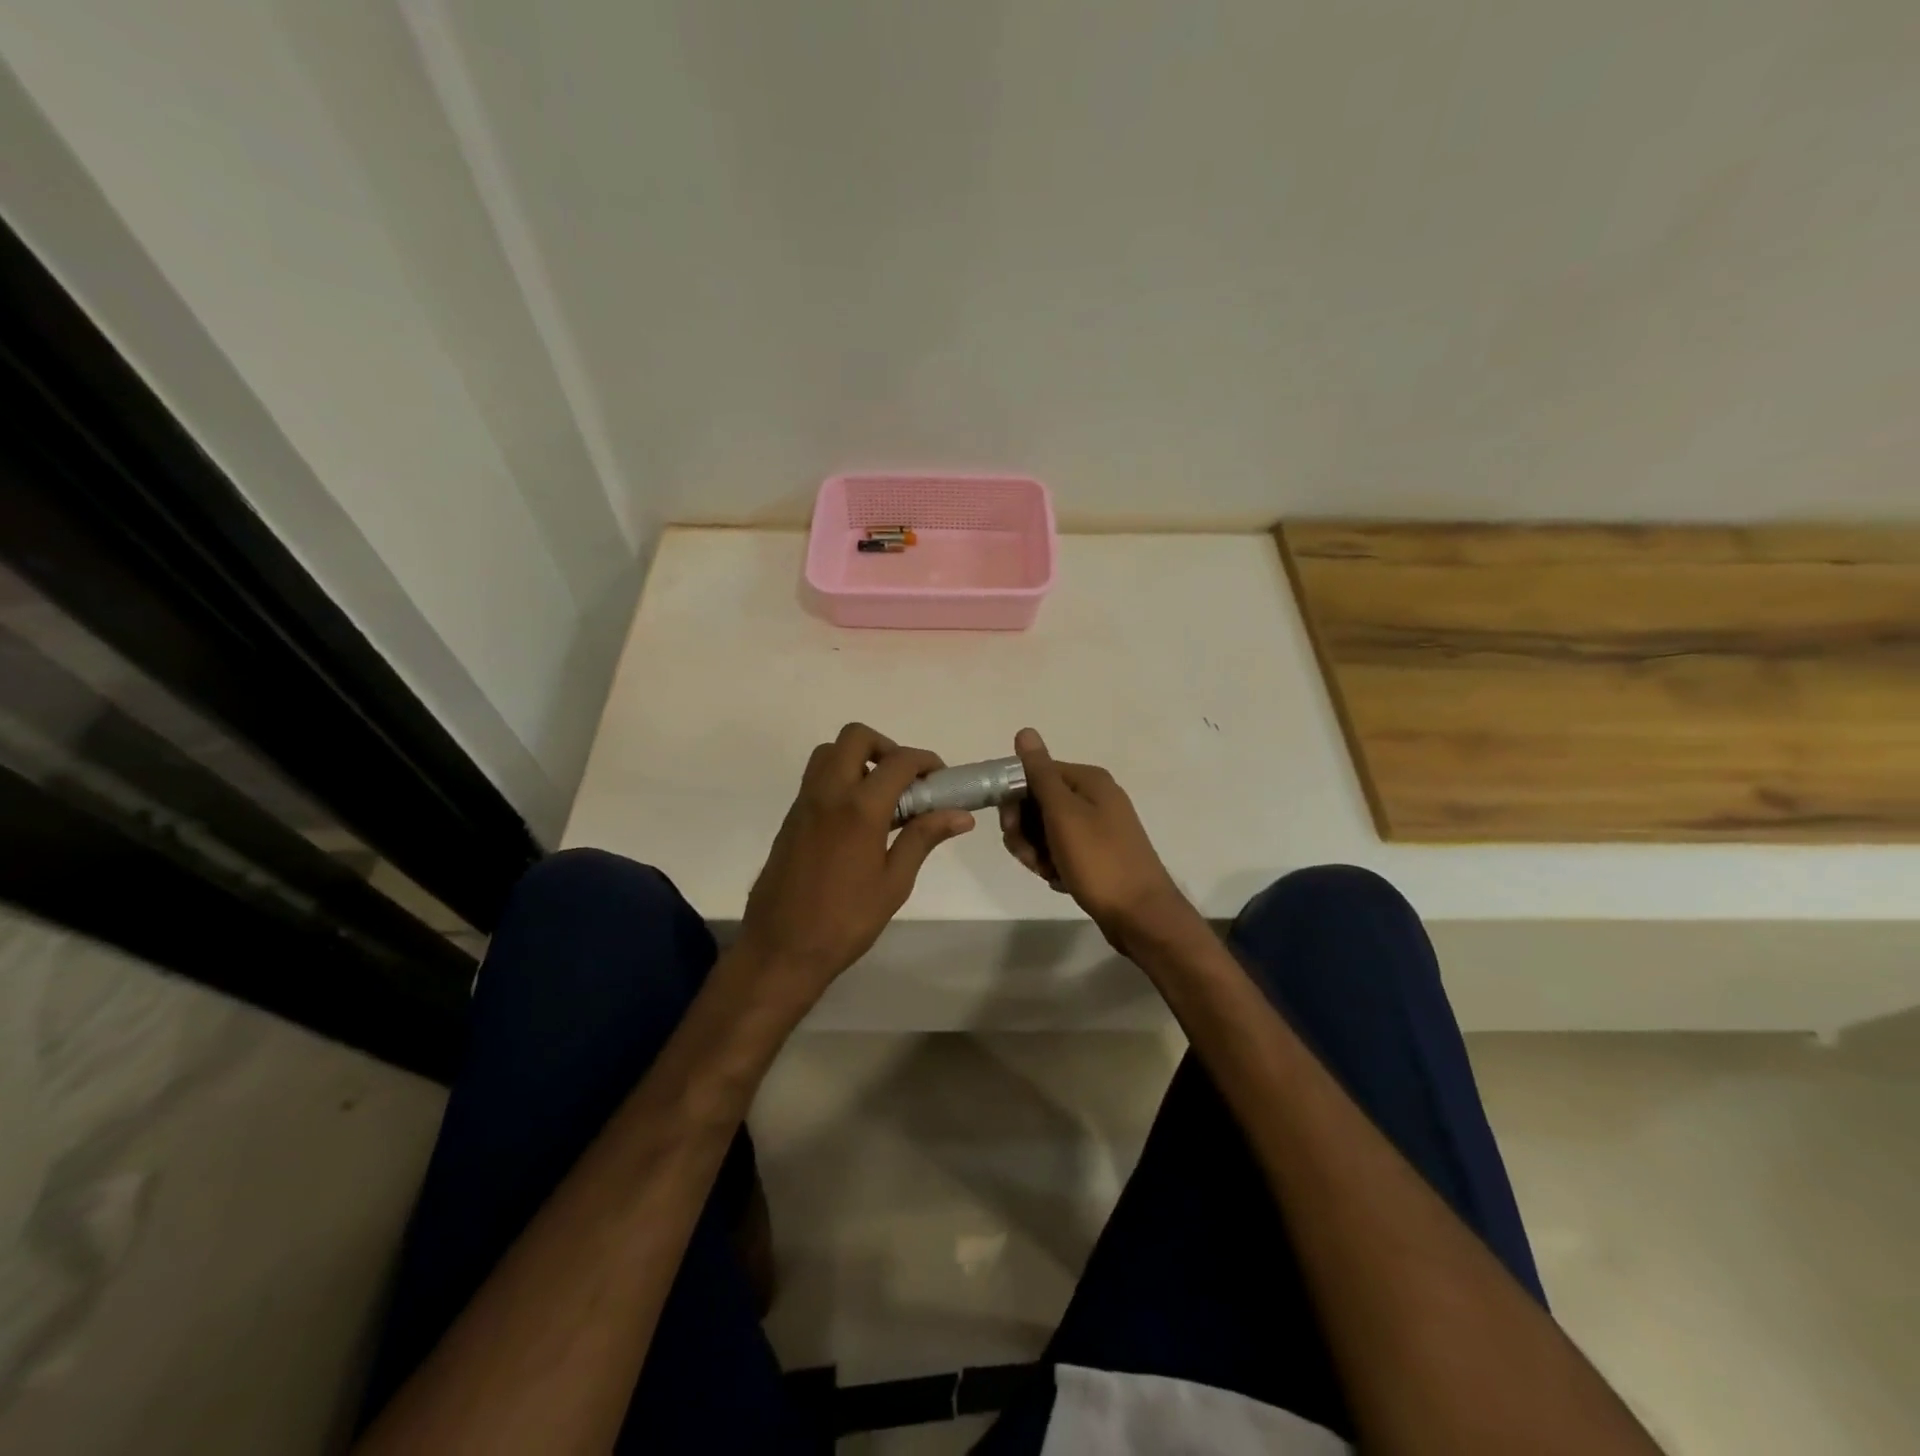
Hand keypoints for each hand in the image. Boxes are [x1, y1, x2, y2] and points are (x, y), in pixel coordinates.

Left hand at [738, 723, 972, 1001]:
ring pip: (829, 752)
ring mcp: (804, 803)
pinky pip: (816, 778)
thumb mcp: (894, 882)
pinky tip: (857, 817)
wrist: (781, 949)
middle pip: (855, 737)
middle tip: (906, 780)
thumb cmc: (846, 921)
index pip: (899, 761)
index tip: (940, 778)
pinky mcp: (791, 818)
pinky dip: (840, 778)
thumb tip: (960, 814)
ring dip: (858, 758)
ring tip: (881, 795)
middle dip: (886, 746)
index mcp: (860, 808)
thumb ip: (923, 838)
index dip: (925, 761)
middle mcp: (828, 793)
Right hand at [999, 728, 1199, 956]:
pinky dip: (1053, 865)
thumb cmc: (1099, 860)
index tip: (1010, 827)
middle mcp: (1094, 798)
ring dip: (1037, 852)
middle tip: (1030, 856)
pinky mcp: (1097, 854)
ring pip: (1045, 831)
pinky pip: (1061, 851)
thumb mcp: (1063, 813)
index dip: (1015, 799)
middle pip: (1038, 803)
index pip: (1034, 774)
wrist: (1140, 915)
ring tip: (1048, 872)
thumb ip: (1040, 773)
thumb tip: (1025, 731)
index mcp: (1088, 781)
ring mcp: (1097, 827)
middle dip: (1025, 831)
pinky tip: (1060, 881)